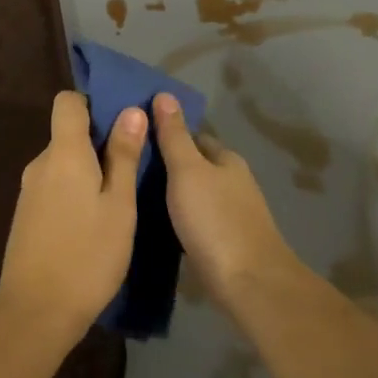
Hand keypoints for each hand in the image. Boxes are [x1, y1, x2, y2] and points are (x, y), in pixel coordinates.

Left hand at [0, 91, 145, 348]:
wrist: (35, 312)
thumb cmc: (87, 255)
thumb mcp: (119, 205)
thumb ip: (124, 156)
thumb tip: (131, 110)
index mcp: (63, 153)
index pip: (68, 102)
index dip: (94, 104)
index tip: (122, 124)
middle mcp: (40, 164)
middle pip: (68, 134)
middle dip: (99, 142)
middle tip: (135, 166)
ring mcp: (29, 191)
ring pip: (63, 164)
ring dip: (90, 171)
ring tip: (121, 198)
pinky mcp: (27, 216)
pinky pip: (55, 187)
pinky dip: (75, 192)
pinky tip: (95, 222)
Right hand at [151, 92, 298, 304]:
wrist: (248, 283)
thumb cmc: (215, 220)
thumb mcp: (187, 171)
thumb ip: (174, 136)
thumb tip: (165, 94)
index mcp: (227, 160)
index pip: (194, 136)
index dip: (167, 134)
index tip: (136, 138)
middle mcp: (233, 182)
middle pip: (196, 165)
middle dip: (168, 165)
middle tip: (129, 168)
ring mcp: (232, 214)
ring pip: (196, 194)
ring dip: (173, 193)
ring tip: (135, 196)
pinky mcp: (227, 242)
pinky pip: (197, 220)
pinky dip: (180, 218)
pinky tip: (158, 225)